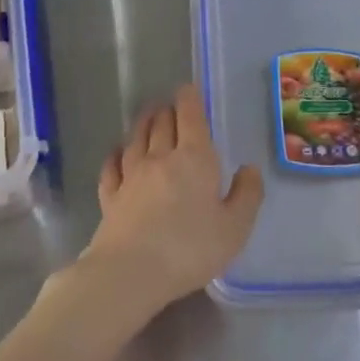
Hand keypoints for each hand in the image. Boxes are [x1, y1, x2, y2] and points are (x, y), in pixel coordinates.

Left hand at [78, 84, 264, 313]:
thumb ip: (246, 195)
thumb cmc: (191, 248)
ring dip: (143, 123)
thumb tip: (249, 169)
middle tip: (172, 105)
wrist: (132, 271)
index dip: (189, 99)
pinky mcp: (110, 196)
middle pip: (161, 123)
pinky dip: (116, 154)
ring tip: (148, 115)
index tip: (188, 89)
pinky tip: (118, 152)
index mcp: (194, 159)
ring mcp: (131, 175)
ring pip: (136, 138)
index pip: (189, 117)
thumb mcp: (235, 228)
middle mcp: (160, 157)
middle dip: (168, 110)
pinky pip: (112, 166)